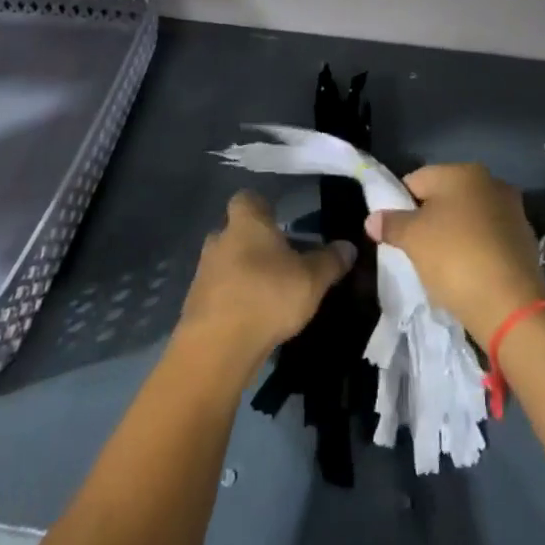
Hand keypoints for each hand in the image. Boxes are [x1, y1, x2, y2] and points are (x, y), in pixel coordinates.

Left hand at [175, 192, 355, 374]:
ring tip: (269, 291)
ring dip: (243, 271)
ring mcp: (204, 271)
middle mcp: (219, 239)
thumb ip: (330, 260)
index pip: (248, 198)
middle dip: (255, 242)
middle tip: (281, 259)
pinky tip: (252, 315)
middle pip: (236, 231)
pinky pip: (219, 290)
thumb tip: (348, 246)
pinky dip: (234, 297)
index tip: (280, 220)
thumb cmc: (267, 296)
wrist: (217, 346)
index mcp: (246, 222)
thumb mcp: (312, 279)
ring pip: (226, 261)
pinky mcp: (196, 302)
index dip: (262, 207)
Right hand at [365, 163, 544, 344]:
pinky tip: (464, 273)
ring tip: (439, 264)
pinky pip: (486, 238)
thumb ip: (390, 223)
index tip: (393, 231)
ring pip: (467, 218)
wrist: (511, 305)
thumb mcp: (412, 239)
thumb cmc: (454, 258)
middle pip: (444, 197)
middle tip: (413, 248)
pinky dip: (473, 249)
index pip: (416, 180)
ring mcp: (512, 211)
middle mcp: (491, 182)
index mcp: (463, 172)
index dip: (399, 204)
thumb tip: (372, 219)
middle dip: (427, 219)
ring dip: (451, 234)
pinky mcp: (524, 240)